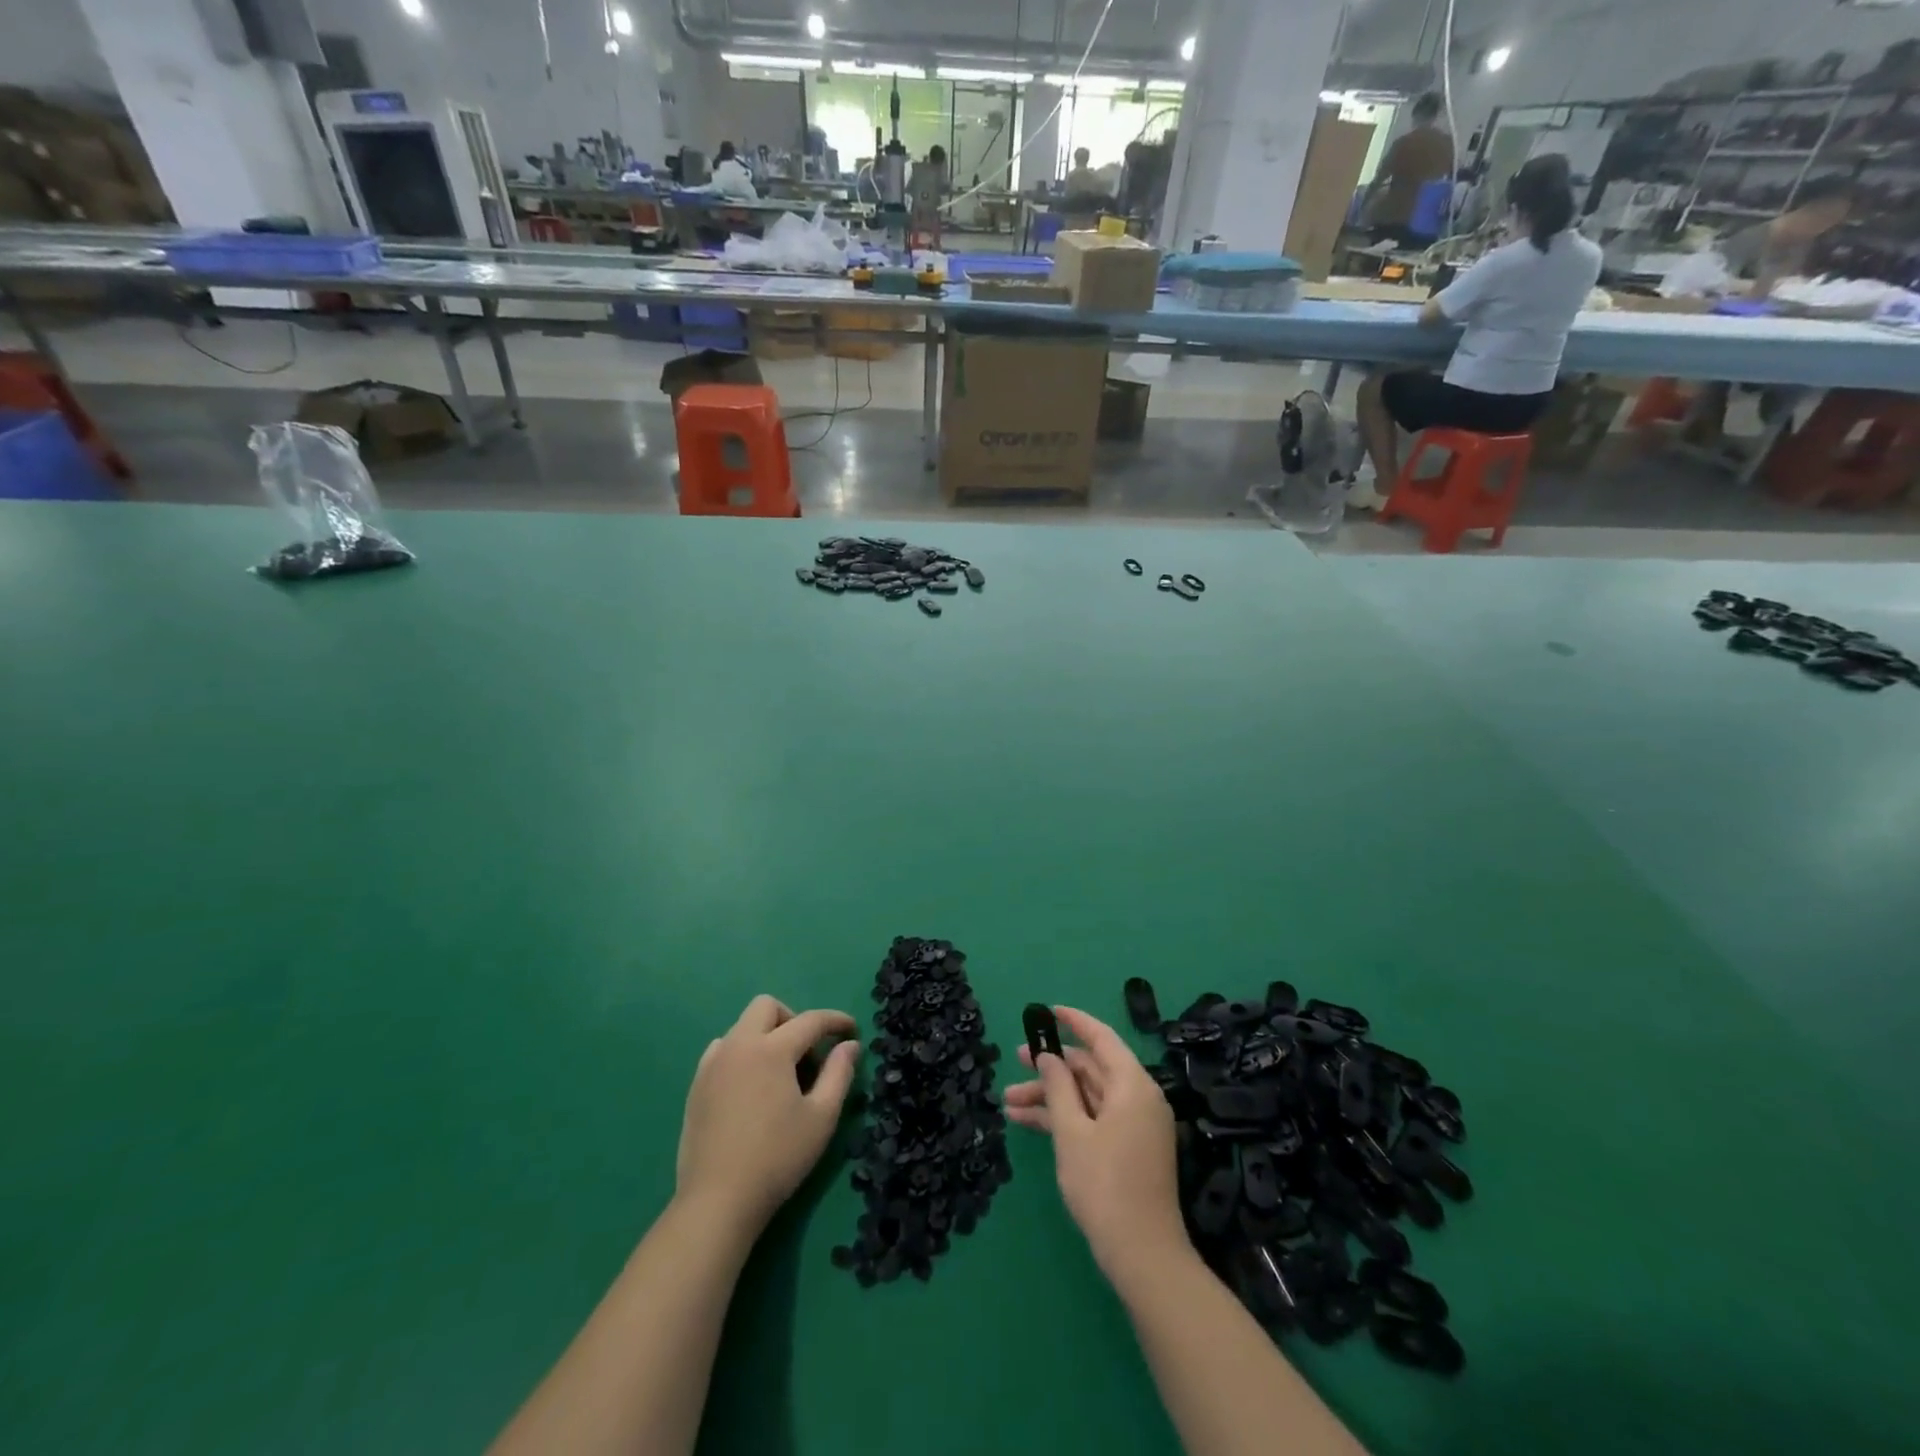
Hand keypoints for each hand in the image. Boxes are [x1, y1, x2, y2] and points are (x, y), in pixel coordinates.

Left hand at [675, 995, 859, 1234]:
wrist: (717, 1201)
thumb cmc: (777, 1158)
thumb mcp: (821, 1117)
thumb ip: (839, 1074)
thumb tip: (850, 1045)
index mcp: (771, 1049)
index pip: (810, 1020)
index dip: (836, 1021)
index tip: (852, 1031)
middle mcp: (739, 1045)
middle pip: (767, 1007)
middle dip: (793, 1019)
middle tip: (808, 1052)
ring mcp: (712, 1064)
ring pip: (742, 1027)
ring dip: (766, 1036)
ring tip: (780, 1075)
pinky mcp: (696, 1085)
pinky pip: (723, 1050)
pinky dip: (743, 1054)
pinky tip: (752, 1087)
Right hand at [1003, 1005, 1186, 1279]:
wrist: (1142, 1255)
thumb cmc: (1105, 1185)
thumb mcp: (1072, 1132)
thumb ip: (1058, 1088)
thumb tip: (1049, 1056)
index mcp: (1132, 1085)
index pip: (1101, 1038)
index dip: (1074, 1021)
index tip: (1048, 1011)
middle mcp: (1136, 1098)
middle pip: (1090, 1069)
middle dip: (1050, 1068)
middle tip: (1015, 1061)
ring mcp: (1133, 1125)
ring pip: (1086, 1096)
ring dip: (1049, 1097)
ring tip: (1007, 1101)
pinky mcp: (1126, 1149)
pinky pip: (1092, 1119)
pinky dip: (1063, 1118)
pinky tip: (1026, 1121)